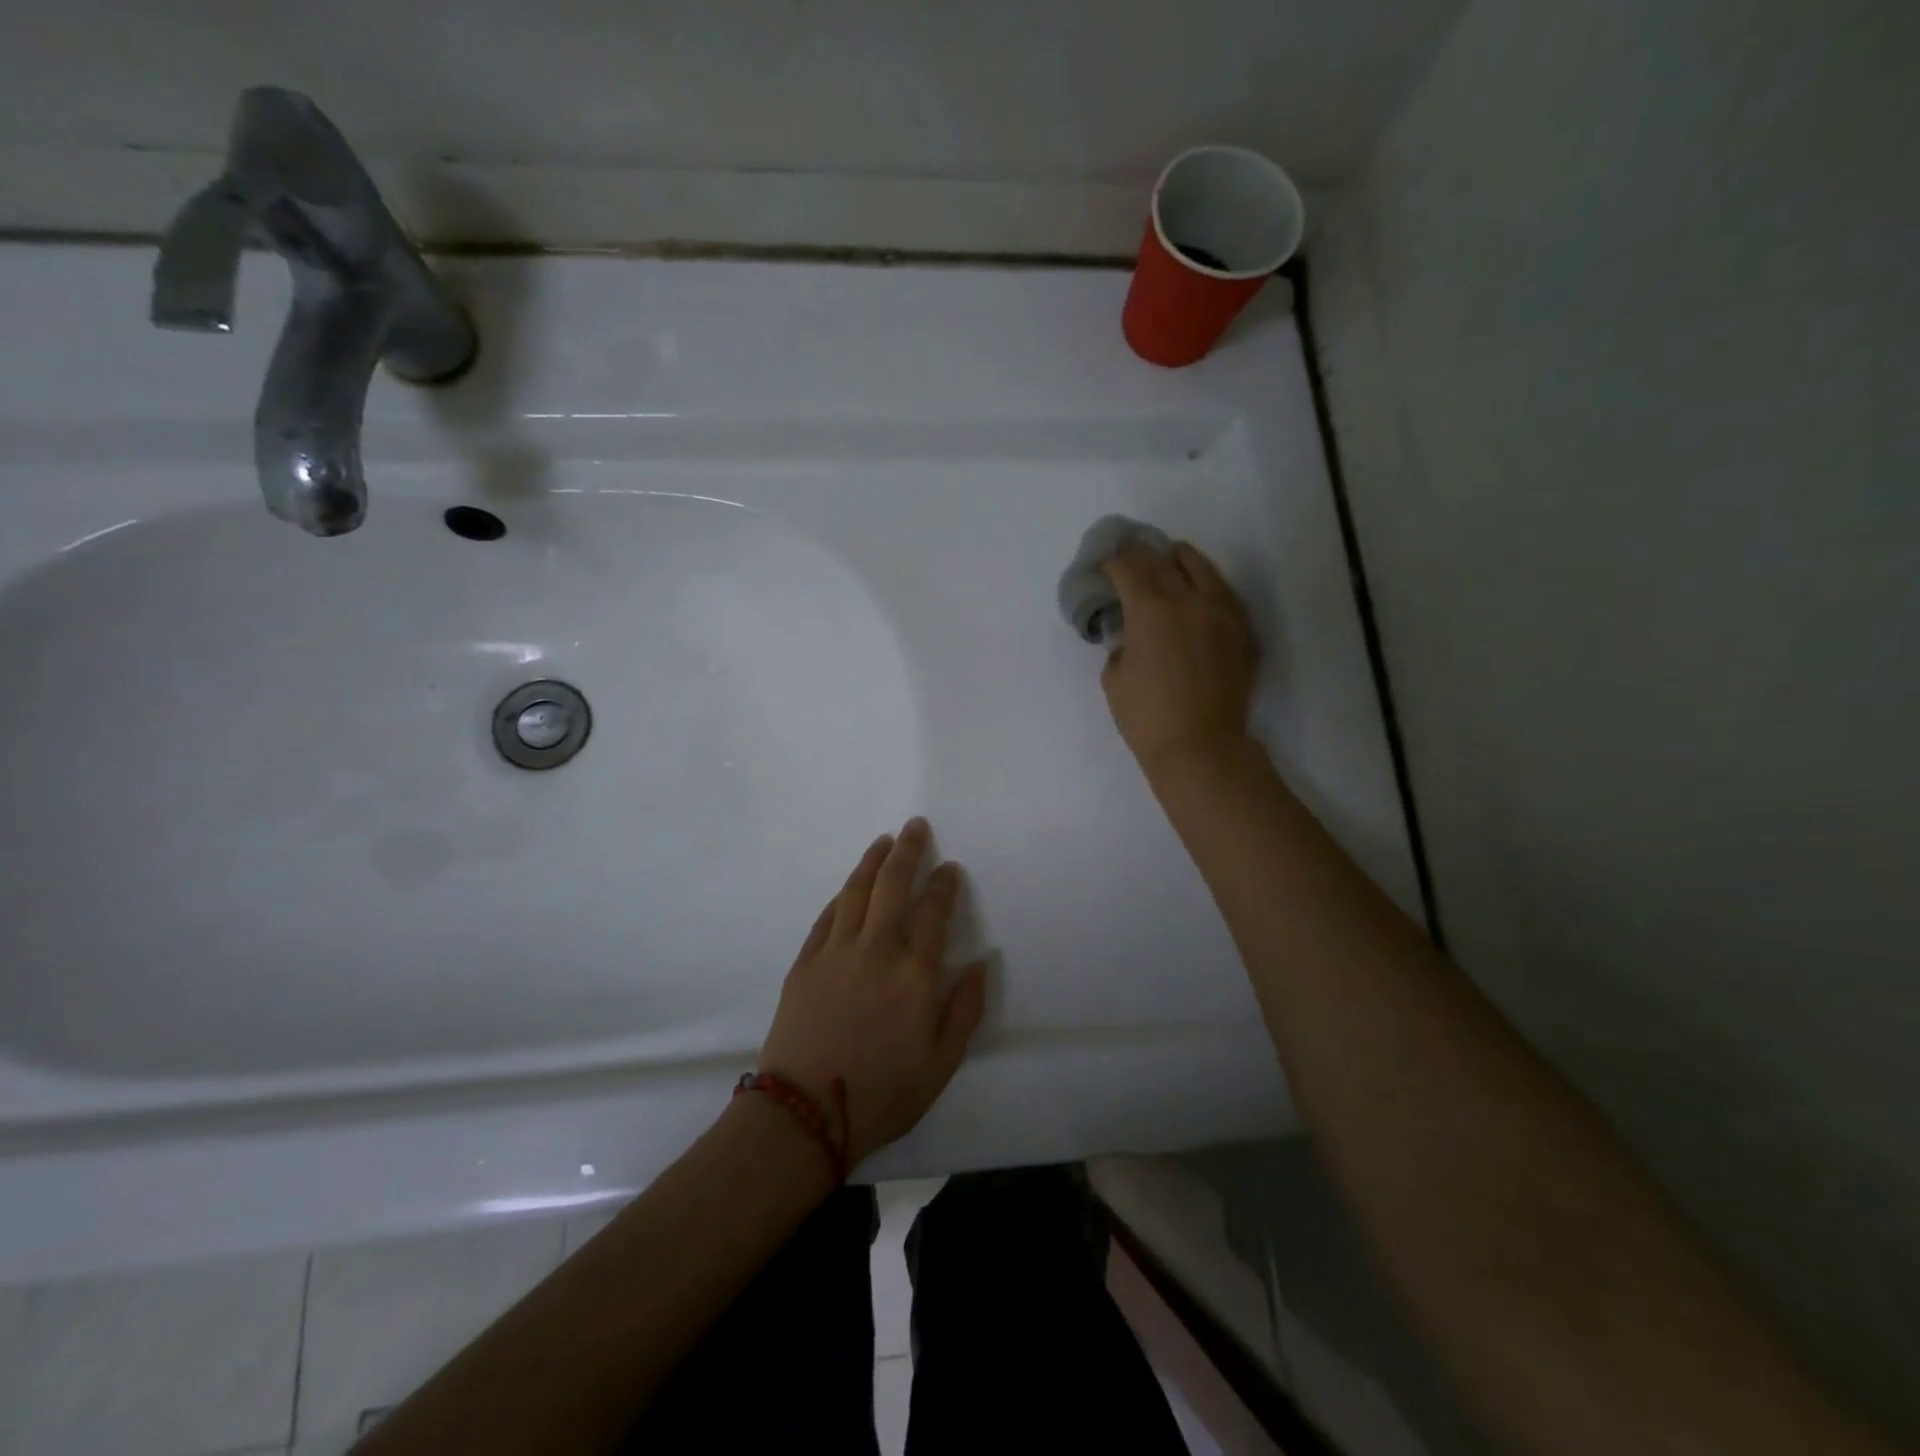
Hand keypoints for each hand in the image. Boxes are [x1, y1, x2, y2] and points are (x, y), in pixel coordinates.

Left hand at [759, 817, 988, 1166]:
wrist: (806, 1113)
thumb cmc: (884, 1093)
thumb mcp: (943, 1063)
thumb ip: (967, 1008)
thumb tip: (983, 961)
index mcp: (916, 973)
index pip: (935, 909)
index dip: (945, 883)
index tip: (950, 867)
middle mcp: (878, 949)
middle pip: (893, 884)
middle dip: (908, 850)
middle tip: (916, 826)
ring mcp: (837, 951)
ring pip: (857, 890)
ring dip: (873, 861)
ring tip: (885, 841)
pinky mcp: (806, 961)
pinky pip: (828, 915)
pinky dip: (843, 894)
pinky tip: (850, 885)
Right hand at [1101, 543, 1258, 778]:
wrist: (1201, 746)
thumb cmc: (1147, 717)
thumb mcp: (1114, 679)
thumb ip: (1121, 645)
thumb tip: (1131, 635)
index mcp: (1151, 610)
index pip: (1129, 570)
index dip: (1114, 565)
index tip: (1106, 568)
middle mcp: (1189, 600)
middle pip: (1163, 562)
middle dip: (1143, 556)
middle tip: (1131, 557)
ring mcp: (1221, 613)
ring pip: (1202, 568)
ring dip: (1181, 559)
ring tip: (1171, 557)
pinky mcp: (1241, 631)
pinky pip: (1223, 593)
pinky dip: (1206, 583)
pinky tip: (1199, 589)